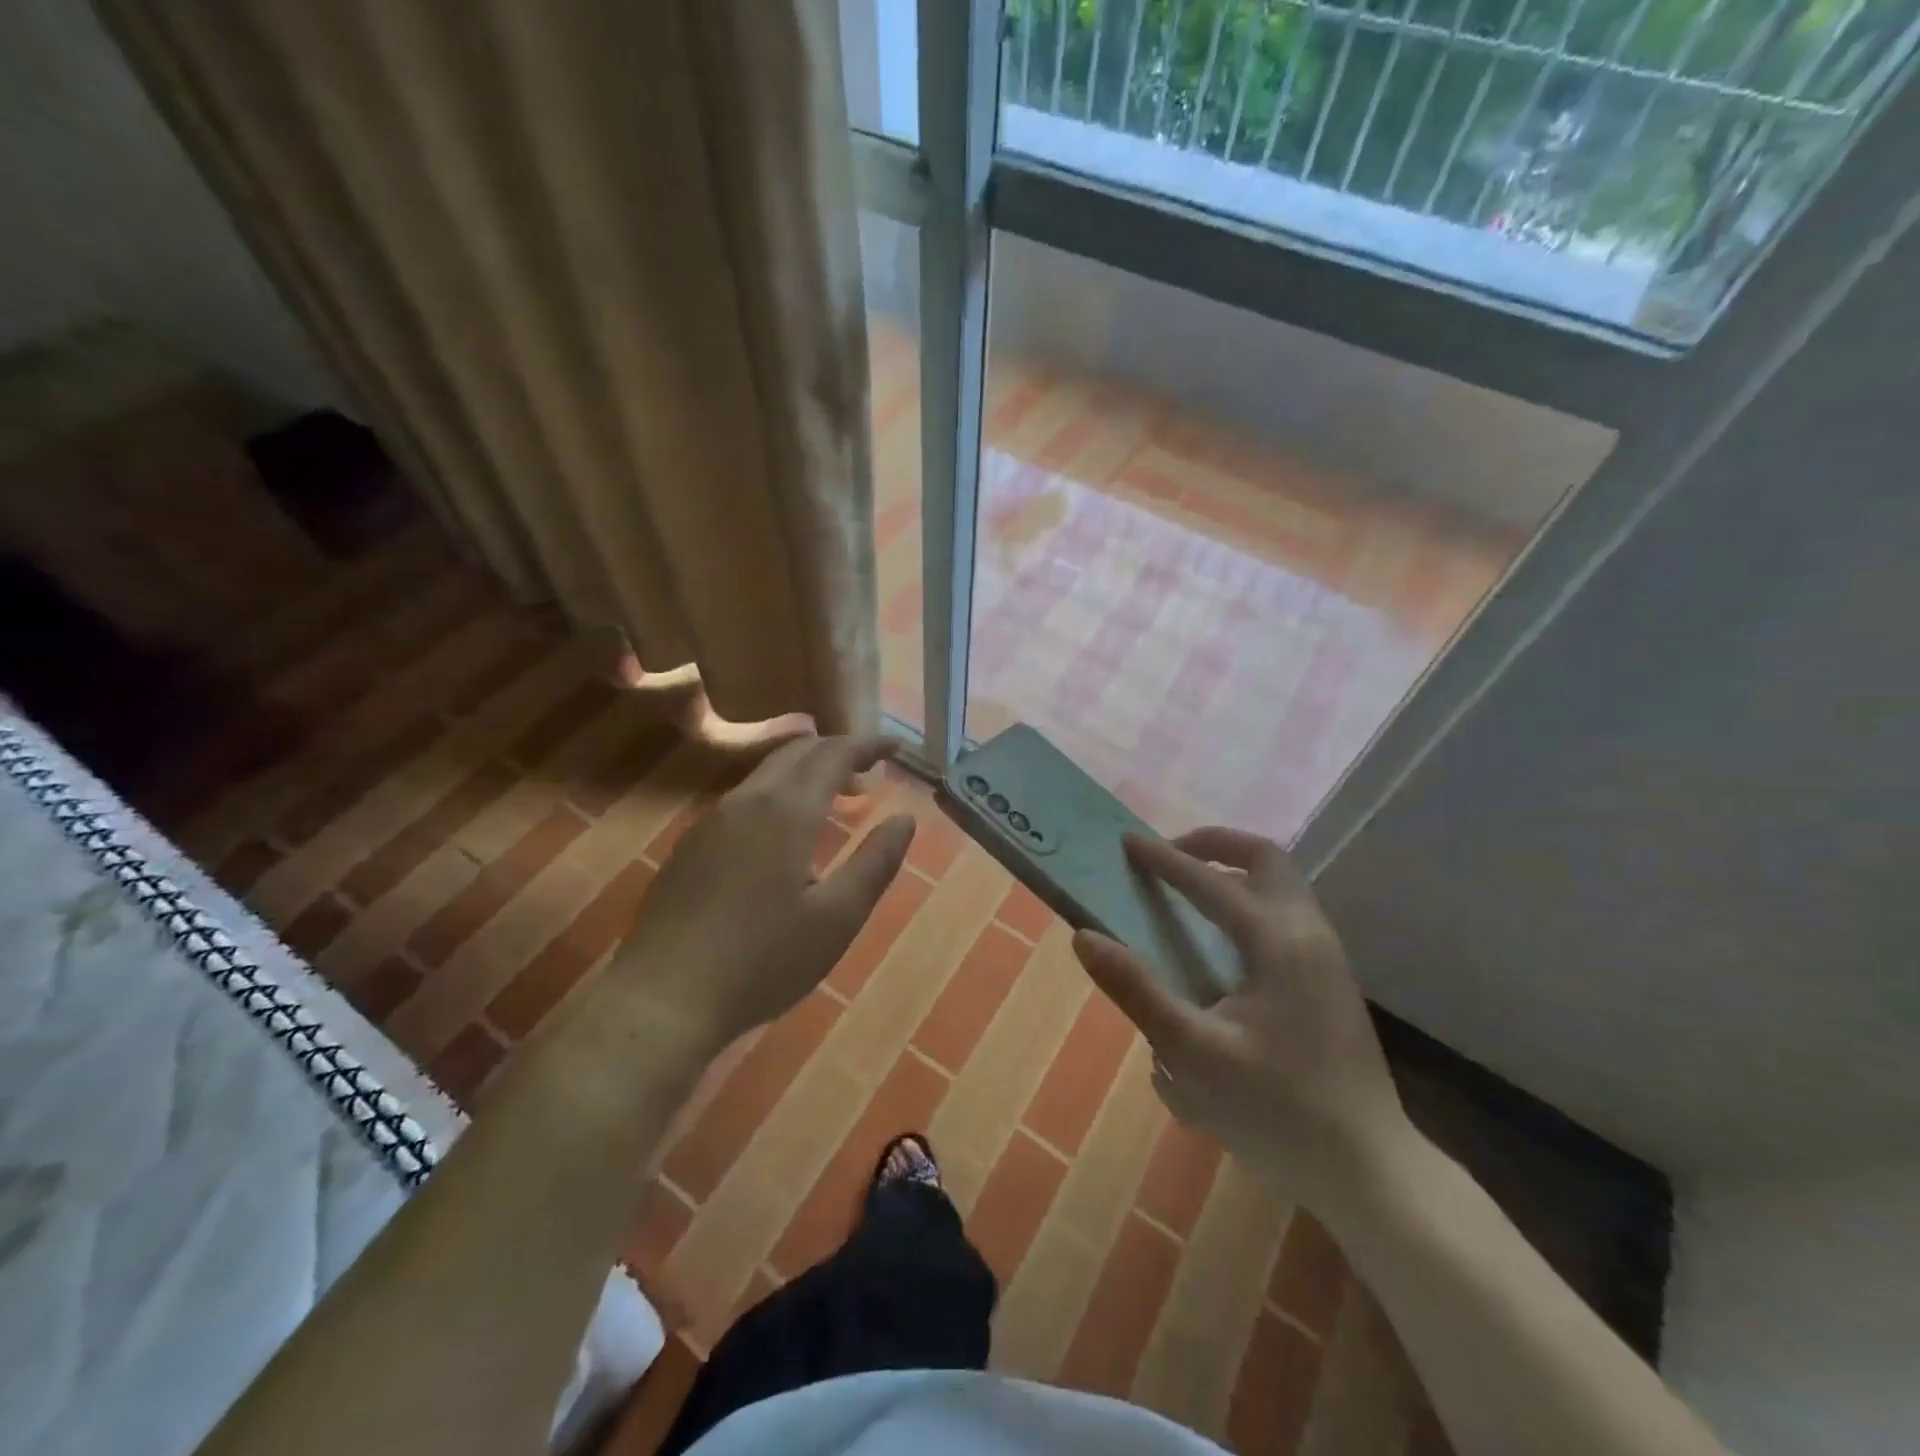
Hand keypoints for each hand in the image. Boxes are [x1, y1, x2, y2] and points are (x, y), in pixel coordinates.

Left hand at [610, 735, 915, 1052]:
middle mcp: (747, 801)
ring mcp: (712, 821)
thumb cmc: (763, 960)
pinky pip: (745, 798)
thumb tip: (904, 819)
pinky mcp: (691, 845)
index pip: (833, 754)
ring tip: (836, 795)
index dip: (868, 744)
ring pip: (767, 773)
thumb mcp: (837, 918)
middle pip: (796, 752)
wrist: (663, 998)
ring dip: (806, 771)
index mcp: (787, 811)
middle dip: (837, 751)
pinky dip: (779, 793)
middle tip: (870, 770)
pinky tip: (785, 832)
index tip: (897, 747)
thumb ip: (876, 863)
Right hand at [1071, 828, 1409, 1208]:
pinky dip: (1249, 900)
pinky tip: (1222, 941)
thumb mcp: (1191, 1053)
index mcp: (1277, 942)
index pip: (1210, 881)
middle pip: (1265, 858)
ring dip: (1233, 870)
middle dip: (1214, 844)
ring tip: (1188, 891)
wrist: (1369, 1173)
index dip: (1164, 859)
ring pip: (1281, 884)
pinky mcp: (1330, 981)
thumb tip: (1085, 937)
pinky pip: (1286, 913)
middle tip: (1169, 857)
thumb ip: (1136, 990)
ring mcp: (1327, 957)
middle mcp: (1309, 935)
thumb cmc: (1276, 1112)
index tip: (1127, 842)